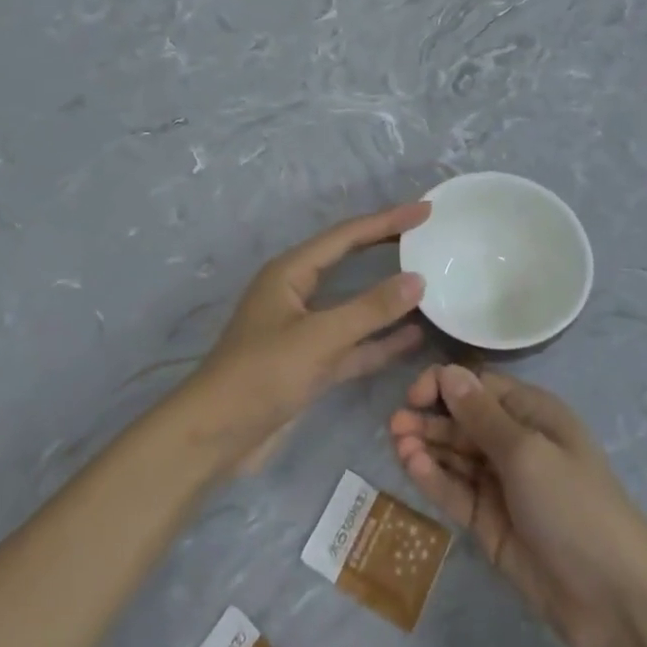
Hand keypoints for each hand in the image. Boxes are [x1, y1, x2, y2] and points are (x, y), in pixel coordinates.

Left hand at [188, 201, 429, 470]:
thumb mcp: (319, 337)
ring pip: (355, 306)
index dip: (387, 221)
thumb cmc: (262, 374)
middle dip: (387, 248)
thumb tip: (417, 280)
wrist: (216, 436)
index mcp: (290, 272)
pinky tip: (414, 336)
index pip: (346, 236)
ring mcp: (305, 331)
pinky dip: (381, 341)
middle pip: (350, 262)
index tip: (424, 210)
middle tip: (428, 236)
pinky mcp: (311, 364)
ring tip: (430, 282)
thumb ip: (370, 309)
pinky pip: (354, 344)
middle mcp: (298, 294)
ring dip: (388, 297)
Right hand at [391, 365, 646, 646]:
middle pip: (463, 420)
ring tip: (397, 443)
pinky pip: (456, 492)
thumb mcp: (527, 452)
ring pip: (455, 456)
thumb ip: (481, 415)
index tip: (415, 396)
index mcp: (533, 414)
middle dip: (429, 418)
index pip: (479, 387)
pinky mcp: (490, 523)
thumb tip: (448, 372)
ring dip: (426, 446)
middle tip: (394, 425)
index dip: (445, 385)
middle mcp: (515, 443)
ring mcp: (502, 485)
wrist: (614, 598)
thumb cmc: (573, 505)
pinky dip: (433, 478)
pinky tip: (411, 466)